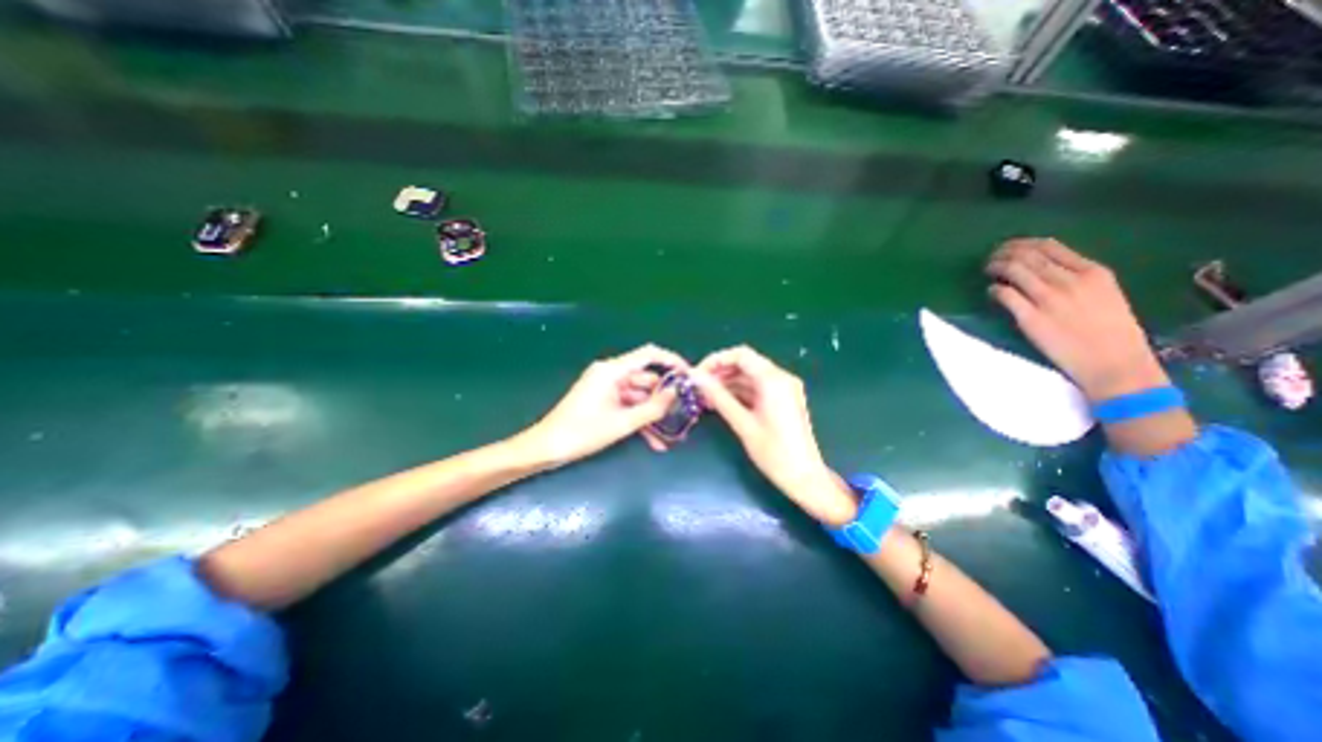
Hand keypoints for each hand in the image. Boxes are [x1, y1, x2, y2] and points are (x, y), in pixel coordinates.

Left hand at [516, 345, 687, 464]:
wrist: (547, 448)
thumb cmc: (582, 432)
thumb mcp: (622, 423)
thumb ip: (652, 408)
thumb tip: (675, 393)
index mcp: (612, 371)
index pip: (648, 355)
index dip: (671, 361)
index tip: (689, 375)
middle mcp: (611, 374)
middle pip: (646, 380)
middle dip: (662, 399)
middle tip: (681, 416)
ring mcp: (607, 388)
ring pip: (639, 397)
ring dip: (652, 416)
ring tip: (668, 438)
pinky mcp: (604, 401)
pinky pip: (628, 406)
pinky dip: (639, 420)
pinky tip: (653, 441)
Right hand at [693, 348, 857, 525]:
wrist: (804, 477)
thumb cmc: (774, 453)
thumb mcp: (743, 424)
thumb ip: (719, 397)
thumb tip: (697, 378)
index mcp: (774, 380)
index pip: (741, 355)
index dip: (716, 360)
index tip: (698, 375)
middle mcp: (781, 378)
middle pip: (745, 364)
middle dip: (720, 373)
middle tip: (699, 388)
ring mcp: (783, 389)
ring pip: (749, 376)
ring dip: (727, 383)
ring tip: (705, 398)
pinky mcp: (782, 400)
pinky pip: (757, 388)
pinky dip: (739, 392)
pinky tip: (721, 403)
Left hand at [990, 238, 1165, 400]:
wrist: (1113, 364)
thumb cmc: (1111, 332)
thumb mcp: (1105, 294)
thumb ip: (1077, 278)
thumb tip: (1042, 268)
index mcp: (1094, 272)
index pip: (1049, 246)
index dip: (1022, 244)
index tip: (1008, 247)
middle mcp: (1070, 281)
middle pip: (1026, 255)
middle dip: (1003, 253)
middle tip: (991, 258)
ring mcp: (1048, 299)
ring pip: (1013, 270)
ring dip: (994, 267)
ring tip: (987, 270)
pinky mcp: (1030, 317)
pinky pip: (1004, 294)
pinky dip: (993, 289)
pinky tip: (991, 292)